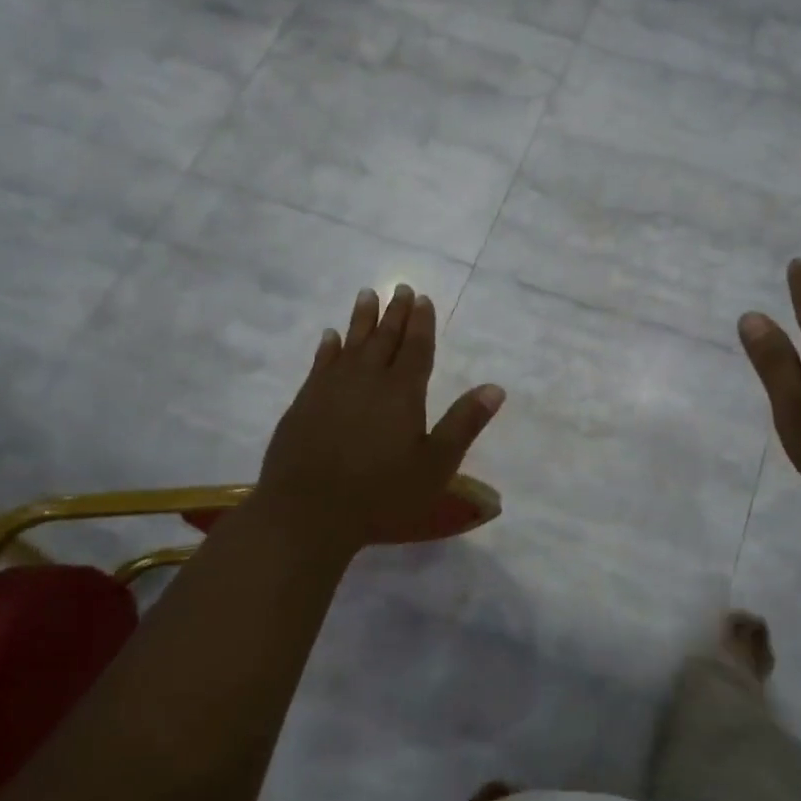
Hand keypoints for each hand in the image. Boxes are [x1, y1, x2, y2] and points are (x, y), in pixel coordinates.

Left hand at [255, 284, 503, 555]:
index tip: (422, 298)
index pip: (416, 348)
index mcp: (402, 392)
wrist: (308, 512)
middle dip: (395, 313)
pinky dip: (328, 348)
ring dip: (361, 319)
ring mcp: (331, 389)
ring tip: (366, 295)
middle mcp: (367, 380)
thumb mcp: (436, 465)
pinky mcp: (305, 403)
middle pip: (384, 339)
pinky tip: (330, 337)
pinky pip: (320, 363)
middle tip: (400, 288)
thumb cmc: (382, 494)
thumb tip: (496, 388)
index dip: (421, 323)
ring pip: (351, 343)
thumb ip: (464, 423)